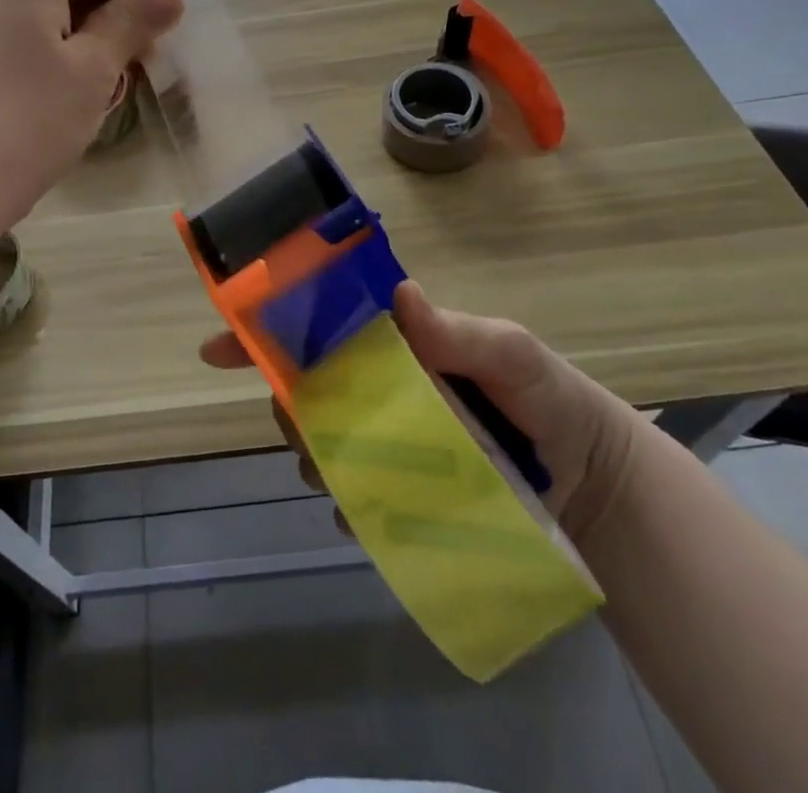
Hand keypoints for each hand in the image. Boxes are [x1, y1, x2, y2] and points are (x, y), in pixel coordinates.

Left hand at [0, 0, 182, 239]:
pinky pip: (10, 38)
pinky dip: (45, 53)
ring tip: (104, 81)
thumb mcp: (94, 69)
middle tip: (138, 57)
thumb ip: (131, 23)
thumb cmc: (31, 118)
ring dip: (79, 35)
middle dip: (108, 10)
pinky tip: (59, 97)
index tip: (160, 22)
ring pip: (36, 12)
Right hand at [200, 281, 645, 548]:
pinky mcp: (397, 491)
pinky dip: (342, 502)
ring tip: (341, 472)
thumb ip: (462, 332)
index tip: (216, 348)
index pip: (316, 326)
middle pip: (303, 387)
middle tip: (307, 424)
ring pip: (317, 441)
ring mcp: (383, 439)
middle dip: (287, 401)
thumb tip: (402, 297)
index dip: (261, 333)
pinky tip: (358, 511)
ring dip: (311, 453)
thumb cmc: (548, 398)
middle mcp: (376, 386)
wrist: (590, 483)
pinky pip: (349, 496)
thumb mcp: (512, 354)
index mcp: (391, 342)